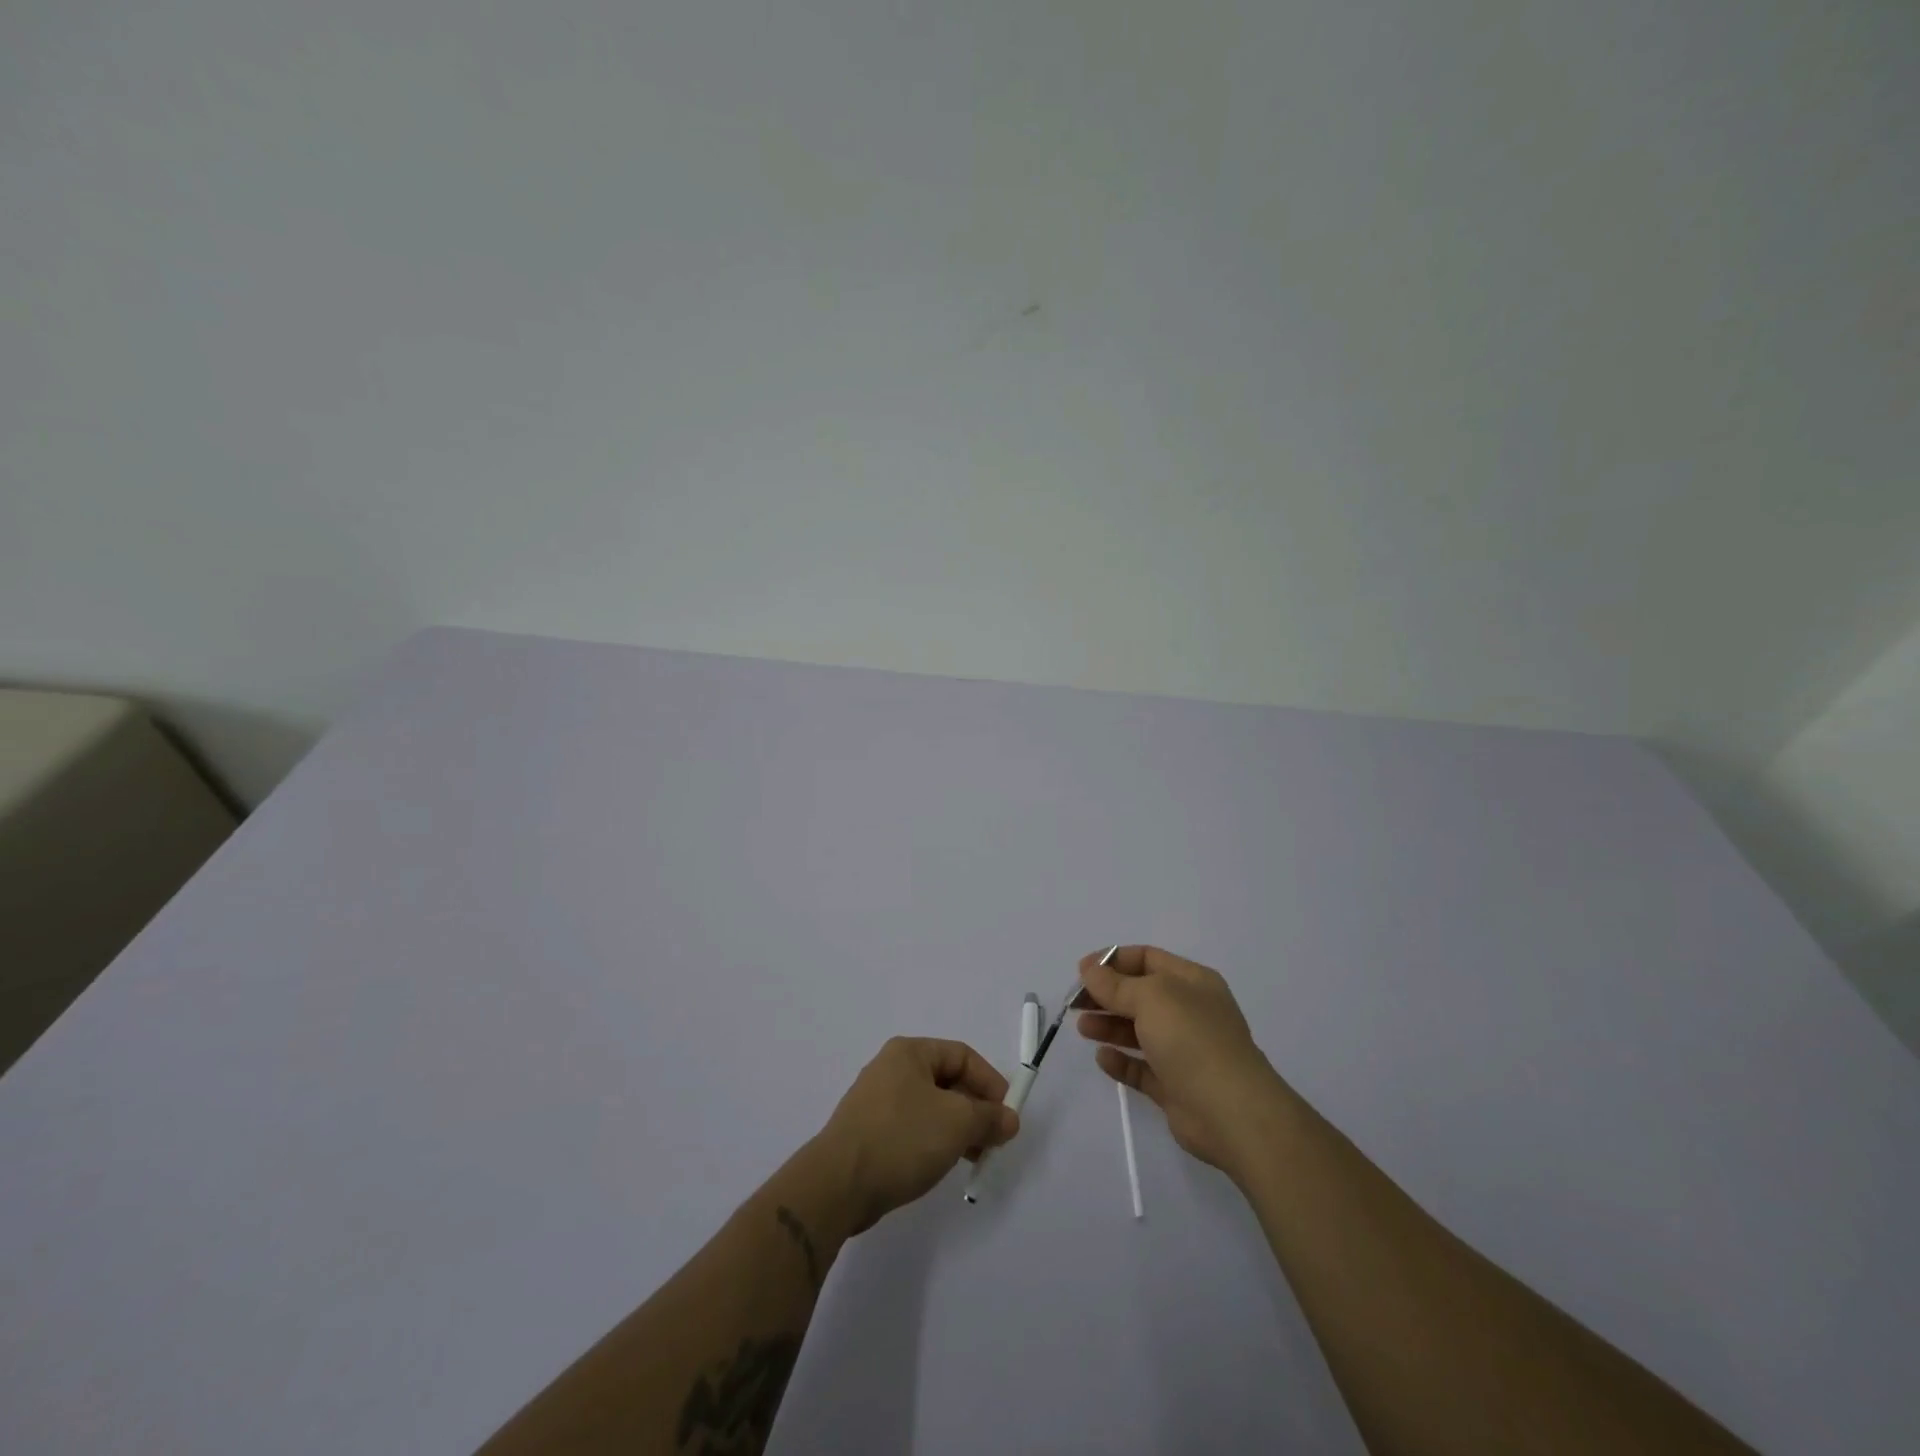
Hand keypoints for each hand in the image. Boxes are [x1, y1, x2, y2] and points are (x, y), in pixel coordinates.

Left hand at [815, 1037, 1019, 1233]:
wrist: (839, 1183)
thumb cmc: (903, 1138)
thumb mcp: (957, 1123)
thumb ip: (989, 1117)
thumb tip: (1009, 1119)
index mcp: (909, 1052)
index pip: (962, 1055)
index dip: (990, 1081)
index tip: (1007, 1114)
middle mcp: (891, 1068)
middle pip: (946, 1081)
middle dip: (975, 1108)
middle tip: (995, 1139)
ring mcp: (877, 1101)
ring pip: (930, 1107)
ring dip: (957, 1128)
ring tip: (975, 1157)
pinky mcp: (868, 1132)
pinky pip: (912, 1127)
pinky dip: (933, 1140)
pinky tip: (942, 1164)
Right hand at [1076, 946, 1283, 1176]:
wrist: (1232, 1113)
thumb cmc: (1192, 1040)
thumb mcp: (1151, 997)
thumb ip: (1115, 984)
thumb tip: (1090, 969)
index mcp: (1192, 982)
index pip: (1147, 958)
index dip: (1112, 961)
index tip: (1082, 971)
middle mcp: (1189, 1012)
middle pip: (1139, 995)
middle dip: (1106, 995)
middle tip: (1074, 1003)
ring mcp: (1184, 1051)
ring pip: (1138, 1031)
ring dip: (1109, 1026)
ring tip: (1083, 1028)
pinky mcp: (1175, 1086)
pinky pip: (1142, 1067)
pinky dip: (1121, 1061)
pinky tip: (1103, 1058)